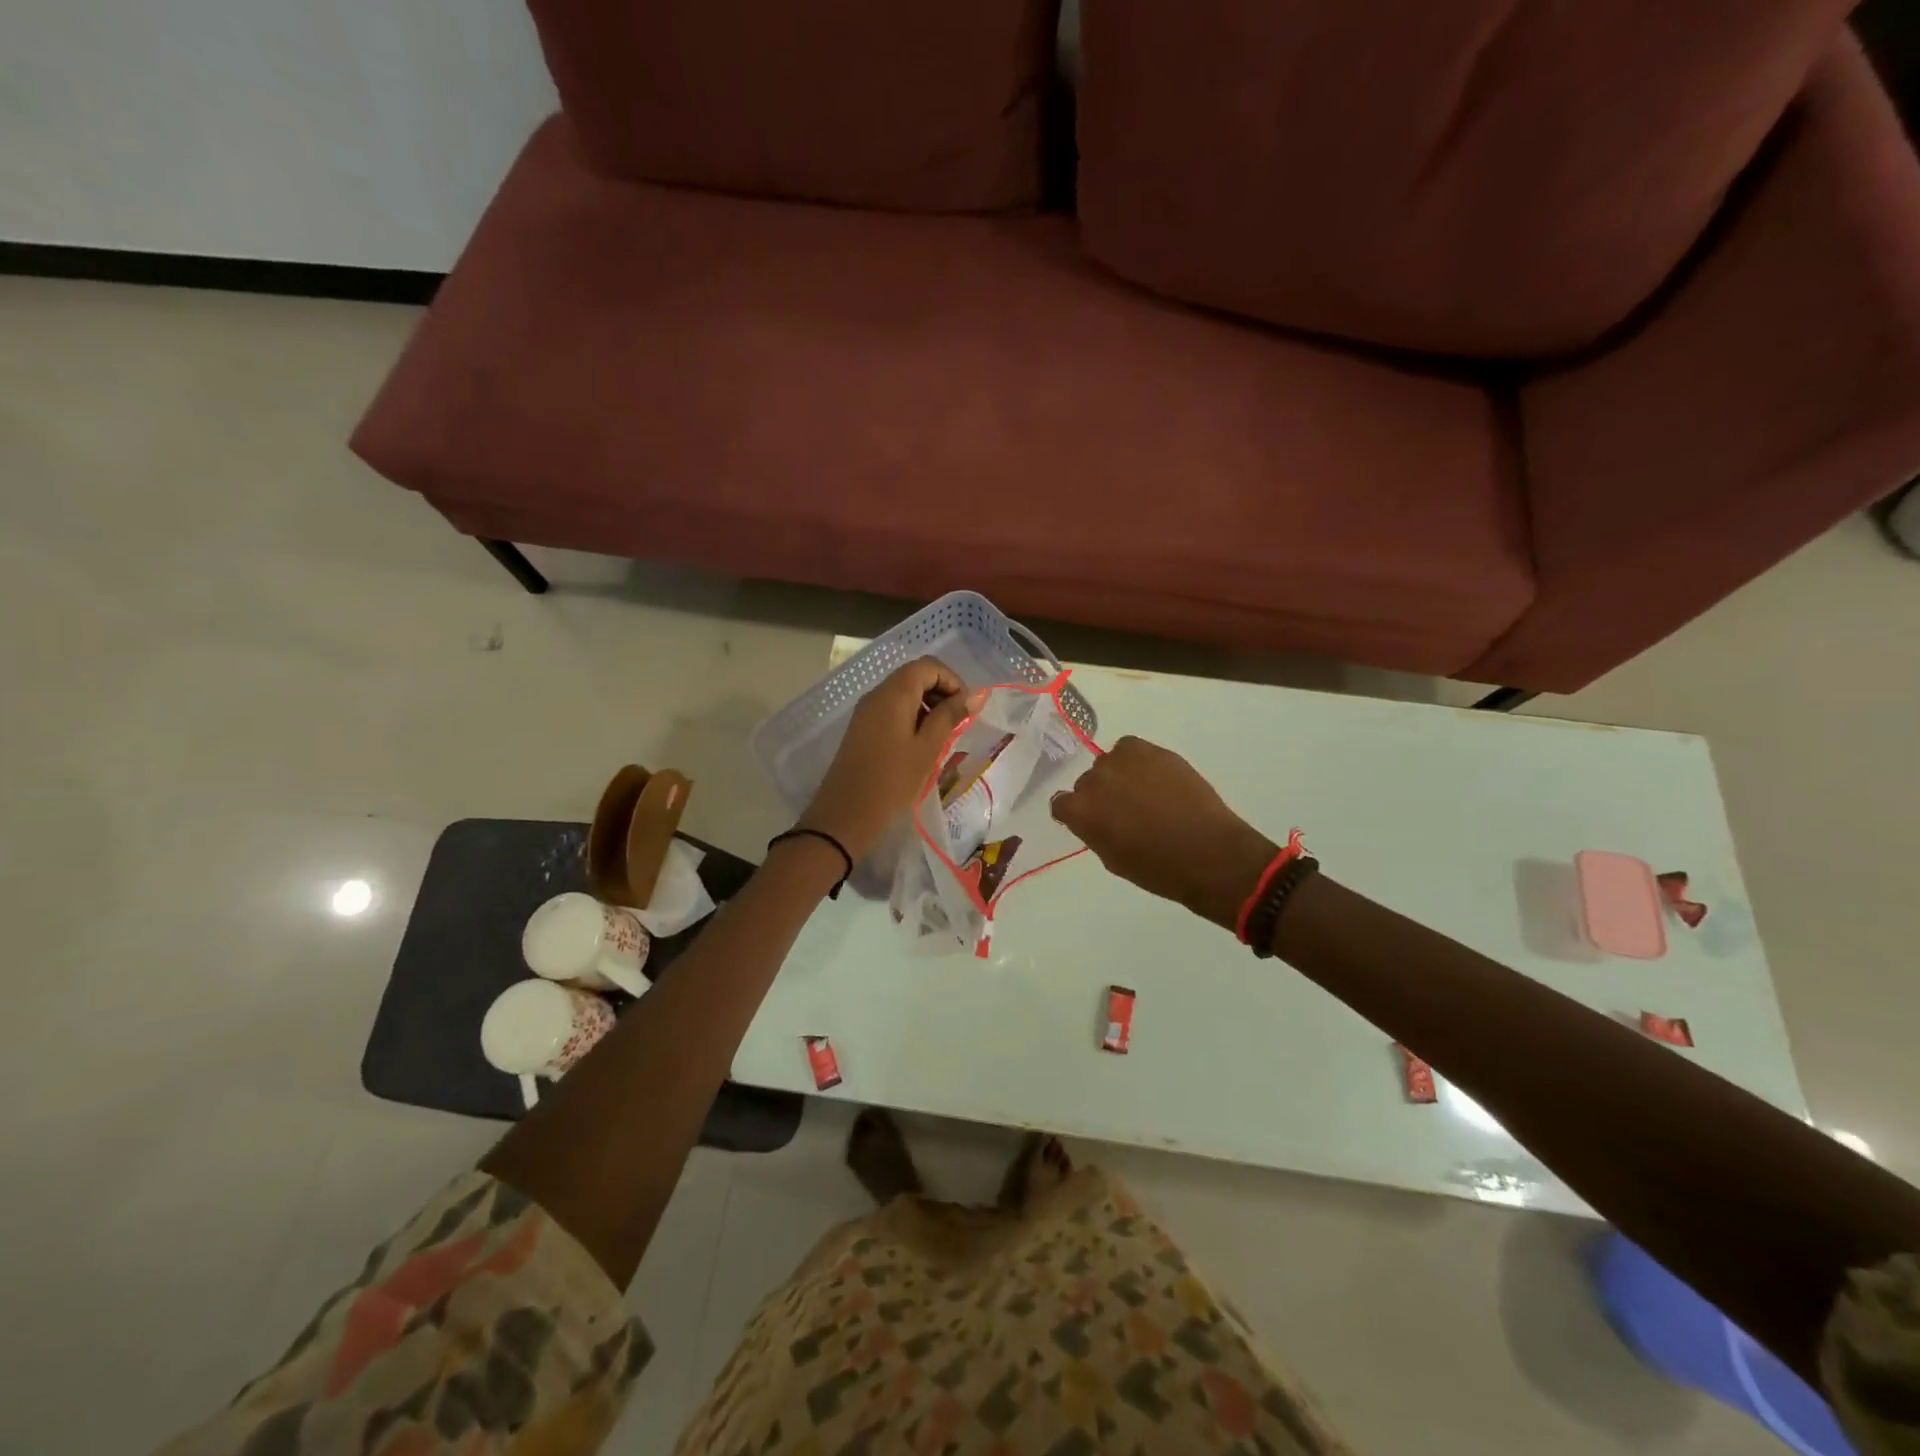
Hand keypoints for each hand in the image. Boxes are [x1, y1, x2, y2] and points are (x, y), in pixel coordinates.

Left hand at [799, 657, 977, 860]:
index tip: (966, 710)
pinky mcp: (862, 729)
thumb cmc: (892, 781)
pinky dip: (912, 719)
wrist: (845, 816)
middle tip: (957, 725)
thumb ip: (950, 716)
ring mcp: (866, 712)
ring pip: (904, 695)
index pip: (928, 666)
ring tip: (942, 739)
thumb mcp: (927, 748)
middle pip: (915, 676)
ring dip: (928, 708)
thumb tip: (974, 694)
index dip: (953, 681)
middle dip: (942, 694)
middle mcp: (877, 694)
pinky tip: (921, 747)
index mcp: (893, 693)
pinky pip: (892, 711)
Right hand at [1050, 736, 1277, 929]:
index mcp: (1080, 812)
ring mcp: (1123, 762)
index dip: (1076, 814)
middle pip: (1087, 782)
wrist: (1209, 854)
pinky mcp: (1151, 751)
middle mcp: (1095, 781)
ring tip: (1144, 792)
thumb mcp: (1113, 860)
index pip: (1061, 803)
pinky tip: (1154, 777)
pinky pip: (1130, 748)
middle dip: (1101, 795)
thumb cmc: (1158, 869)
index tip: (1094, 822)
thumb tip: (1096, 818)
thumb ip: (1094, 832)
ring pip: (1109, 763)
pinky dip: (1137, 760)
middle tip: (1125, 811)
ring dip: (1119, 775)